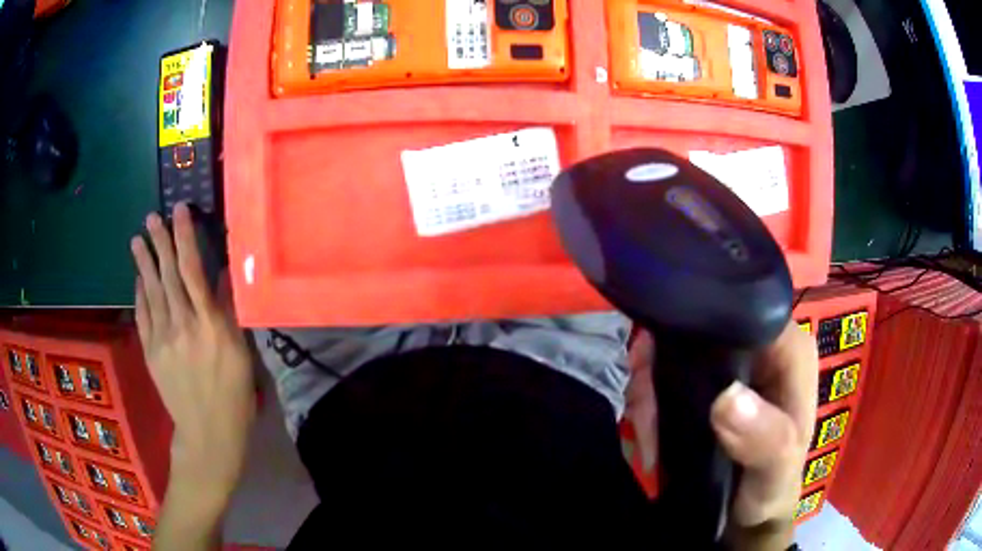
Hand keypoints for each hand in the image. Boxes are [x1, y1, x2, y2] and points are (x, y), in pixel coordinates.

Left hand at [131, 204, 254, 505]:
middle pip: (169, 275)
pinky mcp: (150, 352)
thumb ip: (229, 312)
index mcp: (211, 325)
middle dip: (160, 242)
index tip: (180, 211)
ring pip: (151, 290)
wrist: (207, 434)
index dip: (186, 238)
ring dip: (144, 262)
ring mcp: (162, 338)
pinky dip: (139, 293)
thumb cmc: (233, 396)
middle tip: (152, 216)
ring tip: (138, 237)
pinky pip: (142, 315)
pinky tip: (137, 278)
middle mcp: (183, 325)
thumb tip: (224, 274)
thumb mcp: (241, 355)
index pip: (194, 271)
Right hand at [624, 321, 817, 548]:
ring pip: (675, 349)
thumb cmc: (772, 489)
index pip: (739, 310)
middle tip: (644, 416)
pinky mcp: (710, 379)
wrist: (749, 513)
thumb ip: (765, 439)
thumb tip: (726, 398)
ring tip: (647, 437)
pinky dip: (650, 398)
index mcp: (788, 349)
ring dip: (650, 390)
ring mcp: (733, 361)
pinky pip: (667, 371)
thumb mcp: (775, 473)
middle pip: (698, 327)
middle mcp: (761, 344)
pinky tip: (648, 430)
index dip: (694, 327)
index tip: (654, 367)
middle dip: (661, 368)